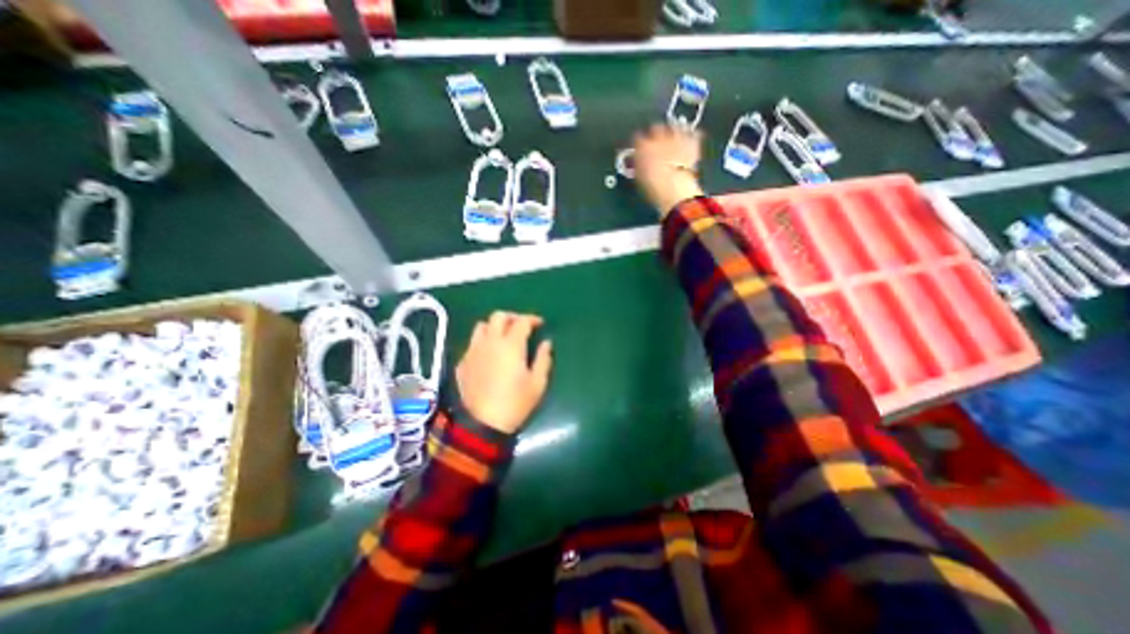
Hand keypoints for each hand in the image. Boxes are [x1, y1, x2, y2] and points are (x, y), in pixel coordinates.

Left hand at [452, 311, 552, 435]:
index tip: (539, 324)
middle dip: (512, 317)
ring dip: (494, 327)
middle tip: (521, 326)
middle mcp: (490, 342)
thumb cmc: (515, 403)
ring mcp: (473, 351)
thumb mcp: (537, 383)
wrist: (483, 424)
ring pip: (481, 326)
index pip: (521, 321)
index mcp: (511, 345)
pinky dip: (483, 343)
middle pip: (498, 316)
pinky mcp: (463, 363)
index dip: (532, 319)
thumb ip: (543, 359)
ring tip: (503, 337)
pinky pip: (472, 344)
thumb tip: (546, 343)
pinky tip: (489, 355)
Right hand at [631, 124, 704, 217]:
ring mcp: (676, 137)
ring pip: (674, 127)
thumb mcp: (640, 177)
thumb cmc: (651, 186)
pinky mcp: (692, 142)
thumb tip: (639, 162)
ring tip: (675, 141)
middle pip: (656, 128)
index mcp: (642, 146)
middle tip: (658, 143)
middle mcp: (658, 137)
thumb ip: (639, 165)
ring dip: (674, 132)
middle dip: (656, 133)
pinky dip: (692, 137)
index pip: (637, 138)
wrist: (673, 186)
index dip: (639, 144)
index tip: (640, 150)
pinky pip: (693, 134)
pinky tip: (691, 143)